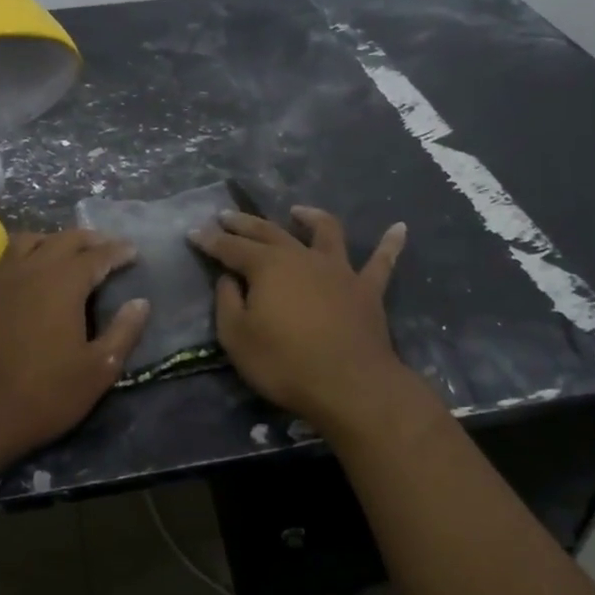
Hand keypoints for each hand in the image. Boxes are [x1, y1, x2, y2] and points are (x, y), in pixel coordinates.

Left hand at [0, 230, 148, 463]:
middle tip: (107, 248)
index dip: (119, 251)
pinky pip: (5, 259)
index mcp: (64, 282)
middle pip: (64, 239)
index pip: (98, 255)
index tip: (134, 252)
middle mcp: (31, 268)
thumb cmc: (43, 394)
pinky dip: (24, 257)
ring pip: (29, 241)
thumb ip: (123, 332)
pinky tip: (28, 275)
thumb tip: (141, 303)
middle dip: (90, 240)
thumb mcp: (97, 370)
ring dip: (53, 241)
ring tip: (67, 253)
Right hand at [188, 206, 407, 430]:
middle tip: (227, 215)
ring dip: (310, 217)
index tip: (194, 232)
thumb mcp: (237, 338)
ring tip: (298, 211)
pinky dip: (390, 244)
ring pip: (325, 232)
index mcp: (267, 267)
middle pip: (270, 232)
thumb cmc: (284, 363)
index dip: (210, 240)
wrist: (349, 384)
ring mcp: (338, 270)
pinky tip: (400, 228)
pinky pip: (381, 262)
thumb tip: (229, 279)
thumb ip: (228, 303)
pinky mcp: (367, 289)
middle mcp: (302, 257)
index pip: (231, 248)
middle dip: (245, 223)